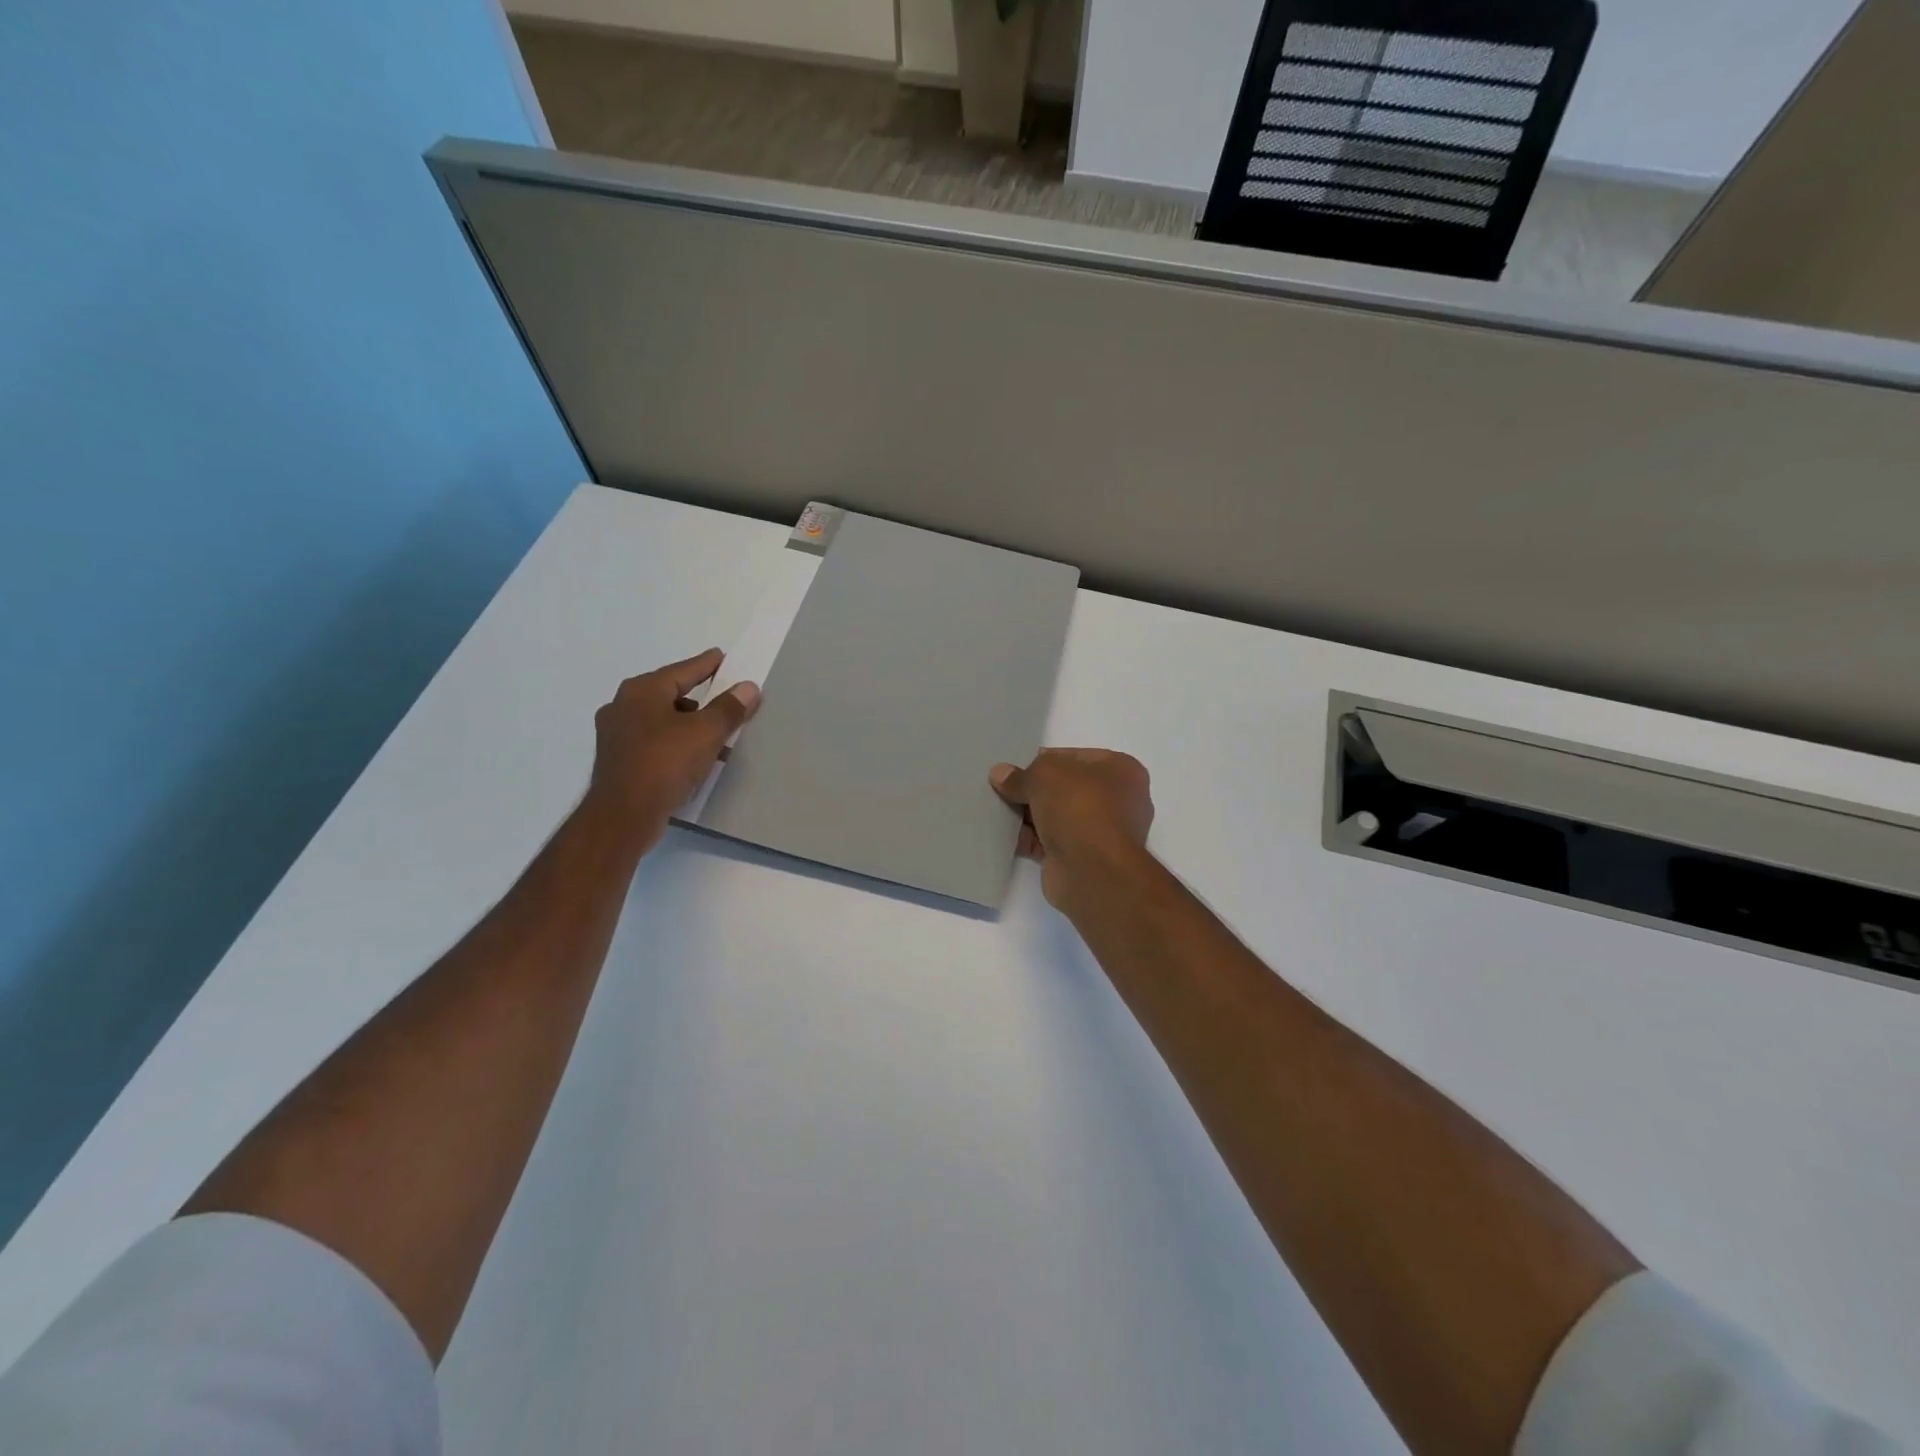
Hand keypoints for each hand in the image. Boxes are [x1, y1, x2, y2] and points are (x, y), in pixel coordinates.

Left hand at [587, 648, 759, 853]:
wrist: (623, 816)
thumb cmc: (664, 763)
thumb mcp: (706, 733)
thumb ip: (729, 708)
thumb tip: (748, 688)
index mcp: (641, 691)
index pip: (682, 670)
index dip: (706, 665)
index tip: (723, 658)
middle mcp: (623, 706)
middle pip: (670, 694)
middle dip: (699, 698)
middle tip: (725, 698)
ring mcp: (617, 735)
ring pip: (662, 720)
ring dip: (689, 724)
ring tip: (716, 734)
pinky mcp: (619, 761)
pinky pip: (654, 742)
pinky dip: (676, 743)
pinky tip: (694, 758)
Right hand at [990, 749, 1153, 911]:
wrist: (1092, 870)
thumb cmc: (1079, 807)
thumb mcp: (1044, 775)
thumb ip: (1021, 774)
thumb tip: (1000, 774)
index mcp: (1122, 770)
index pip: (1076, 757)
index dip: (1045, 760)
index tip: (1018, 768)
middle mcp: (1118, 800)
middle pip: (1066, 788)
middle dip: (1035, 790)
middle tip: (1005, 789)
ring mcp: (1102, 832)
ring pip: (1058, 816)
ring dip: (1030, 816)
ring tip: (999, 810)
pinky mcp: (1084, 859)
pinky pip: (1051, 842)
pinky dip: (1031, 839)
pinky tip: (1006, 835)